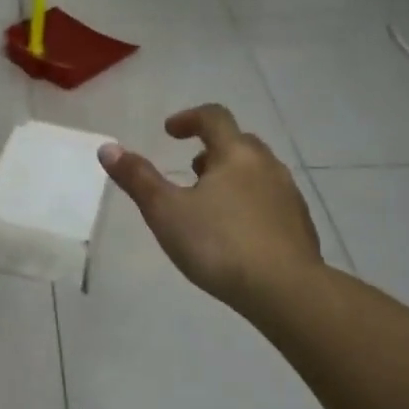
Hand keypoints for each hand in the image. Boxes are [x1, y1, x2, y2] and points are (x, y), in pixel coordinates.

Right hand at [99, 104, 322, 314]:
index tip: (169, 132)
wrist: (286, 290)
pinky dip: (250, 203)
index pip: (214, 118)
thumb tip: (107, 148)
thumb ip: (138, 179)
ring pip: (257, 173)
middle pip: (239, 143)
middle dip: (212, 150)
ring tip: (210, 204)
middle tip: (190, 170)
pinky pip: (271, 200)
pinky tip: (238, 234)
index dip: (189, 119)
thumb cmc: (219, 245)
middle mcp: (267, 165)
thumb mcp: (166, 212)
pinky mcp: (300, 225)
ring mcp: (289, 195)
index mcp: (236, 154)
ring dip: (232, 177)